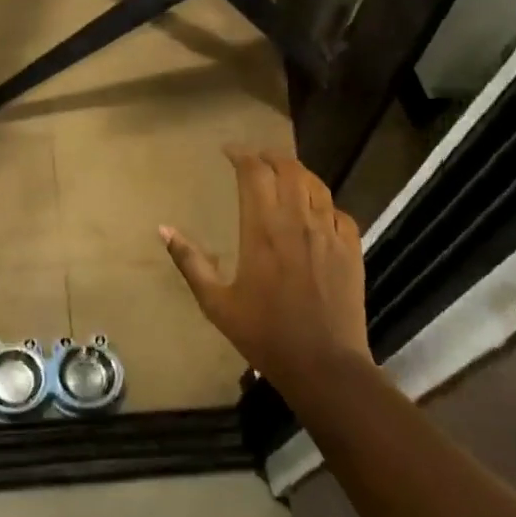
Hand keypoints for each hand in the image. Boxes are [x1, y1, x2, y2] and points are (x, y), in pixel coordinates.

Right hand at [160, 147, 369, 395]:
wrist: (324, 365)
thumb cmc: (264, 334)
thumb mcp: (216, 303)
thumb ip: (190, 262)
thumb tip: (164, 229)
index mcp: (262, 230)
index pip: (254, 174)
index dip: (241, 156)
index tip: (228, 151)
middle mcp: (297, 222)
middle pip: (288, 170)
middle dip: (270, 157)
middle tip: (254, 159)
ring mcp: (329, 234)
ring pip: (316, 185)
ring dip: (297, 173)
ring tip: (283, 174)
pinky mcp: (352, 250)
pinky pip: (339, 212)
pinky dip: (323, 203)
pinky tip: (316, 212)